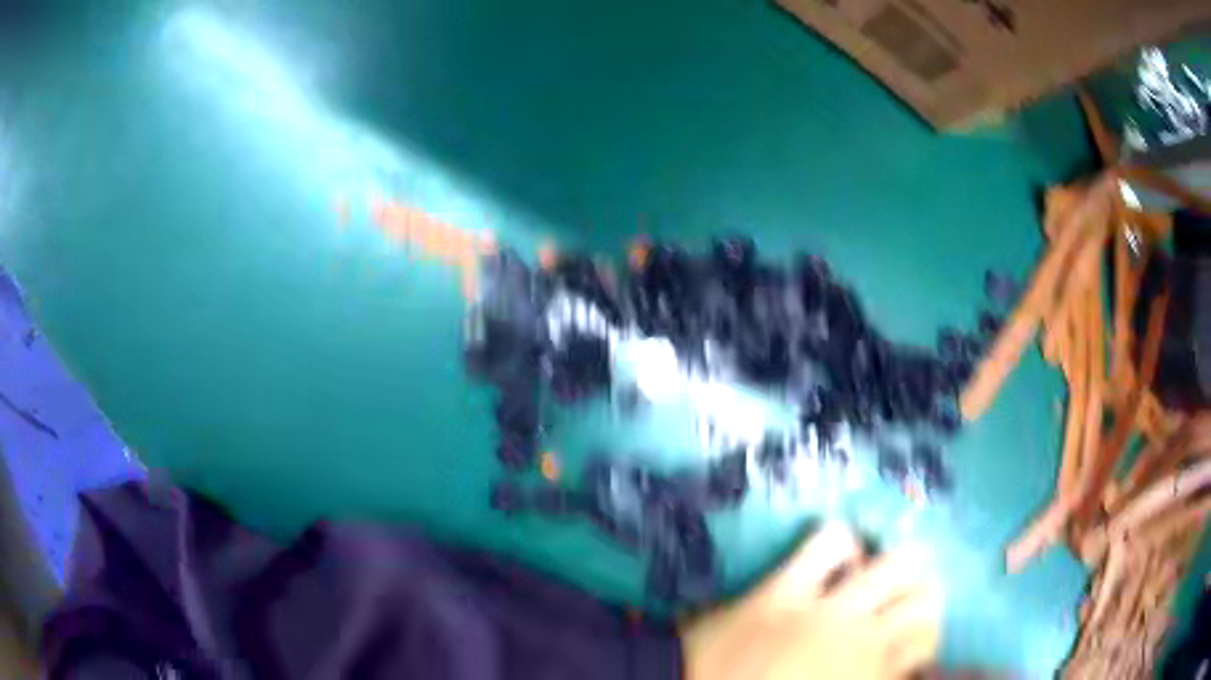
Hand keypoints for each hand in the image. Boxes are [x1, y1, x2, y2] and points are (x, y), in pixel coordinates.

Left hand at [681, 522, 942, 679]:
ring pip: (899, 562)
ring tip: (879, 582)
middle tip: (900, 616)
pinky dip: (841, 544)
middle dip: (921, 606)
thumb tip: (891, 666)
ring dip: (896, 569)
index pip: (926, 648)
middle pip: (928, 599)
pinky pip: (829, 540)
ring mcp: (825, 609)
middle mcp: (862, 639)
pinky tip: (838, 560)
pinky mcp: (784, 587)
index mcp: (870, 677)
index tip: (905, 654)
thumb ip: (867, 678)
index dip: (920, 650)